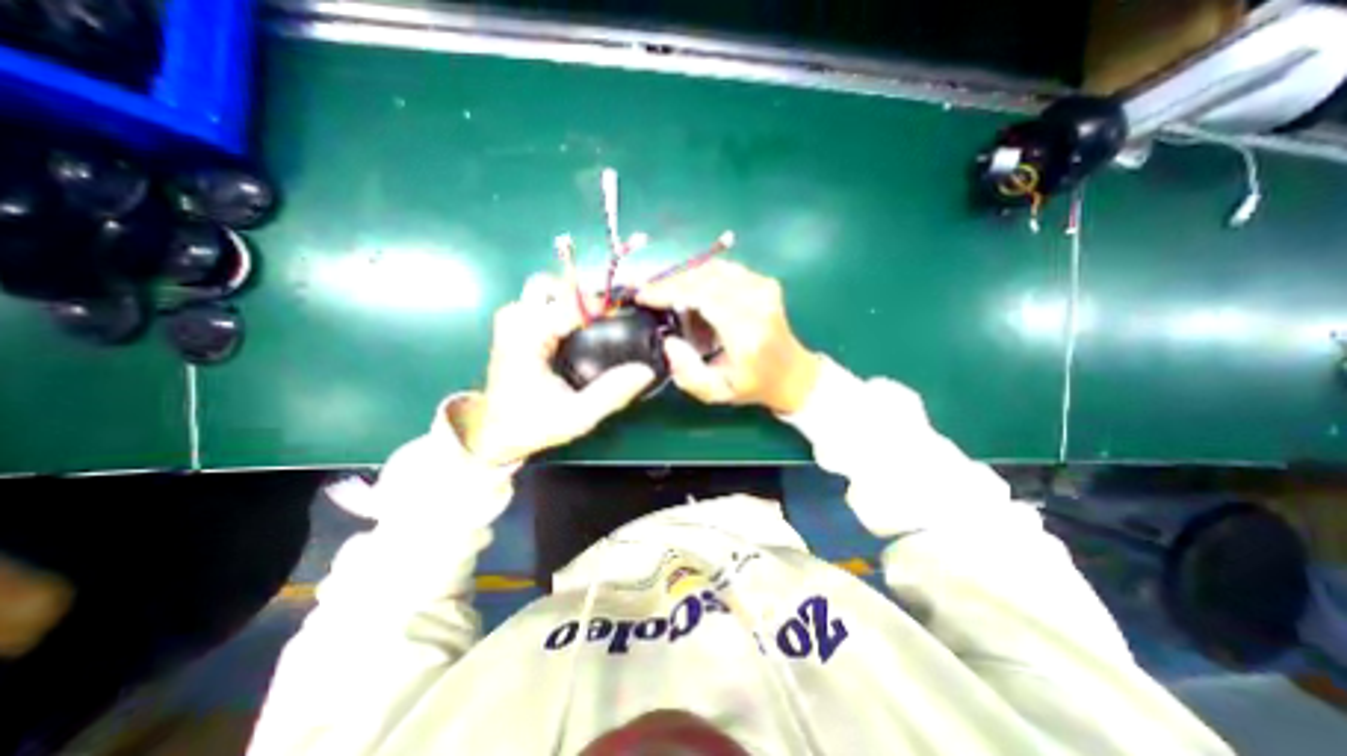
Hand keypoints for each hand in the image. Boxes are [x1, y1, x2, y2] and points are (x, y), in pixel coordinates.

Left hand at [451, 274, 658, 464]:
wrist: (495, 433)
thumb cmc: (534, 424)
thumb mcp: (577, 416)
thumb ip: (611, 393)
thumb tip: (645, 370)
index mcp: (527, 339)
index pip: (568, 304)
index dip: (600, 303)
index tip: (625, 309)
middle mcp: (515, 323)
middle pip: (549, 285)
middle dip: (580, 294)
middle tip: (605, 315)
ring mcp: (510, 323)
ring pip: (542, 291)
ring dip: (570, 299)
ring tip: (594, 320)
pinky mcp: (512, 328)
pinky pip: (538, 302)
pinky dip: (560, 306)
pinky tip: (577, 328)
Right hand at [634, 261, 815, 413]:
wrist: (792, 373)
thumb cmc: (752, 385)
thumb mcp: (716, 392)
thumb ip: (687, 373)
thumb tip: (668, 339)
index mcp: (746, 333)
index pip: (702, 296)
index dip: (668, 291)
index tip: (642, 294)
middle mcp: (758, 304)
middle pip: (705, 277)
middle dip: (671, 282)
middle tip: (649, 294)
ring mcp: (764, 288)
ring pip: (712, 269)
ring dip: (686, 280)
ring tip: (670, 298)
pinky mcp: (765, 282)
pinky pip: (724, 270)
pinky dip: (703, 278)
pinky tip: (694, 295)